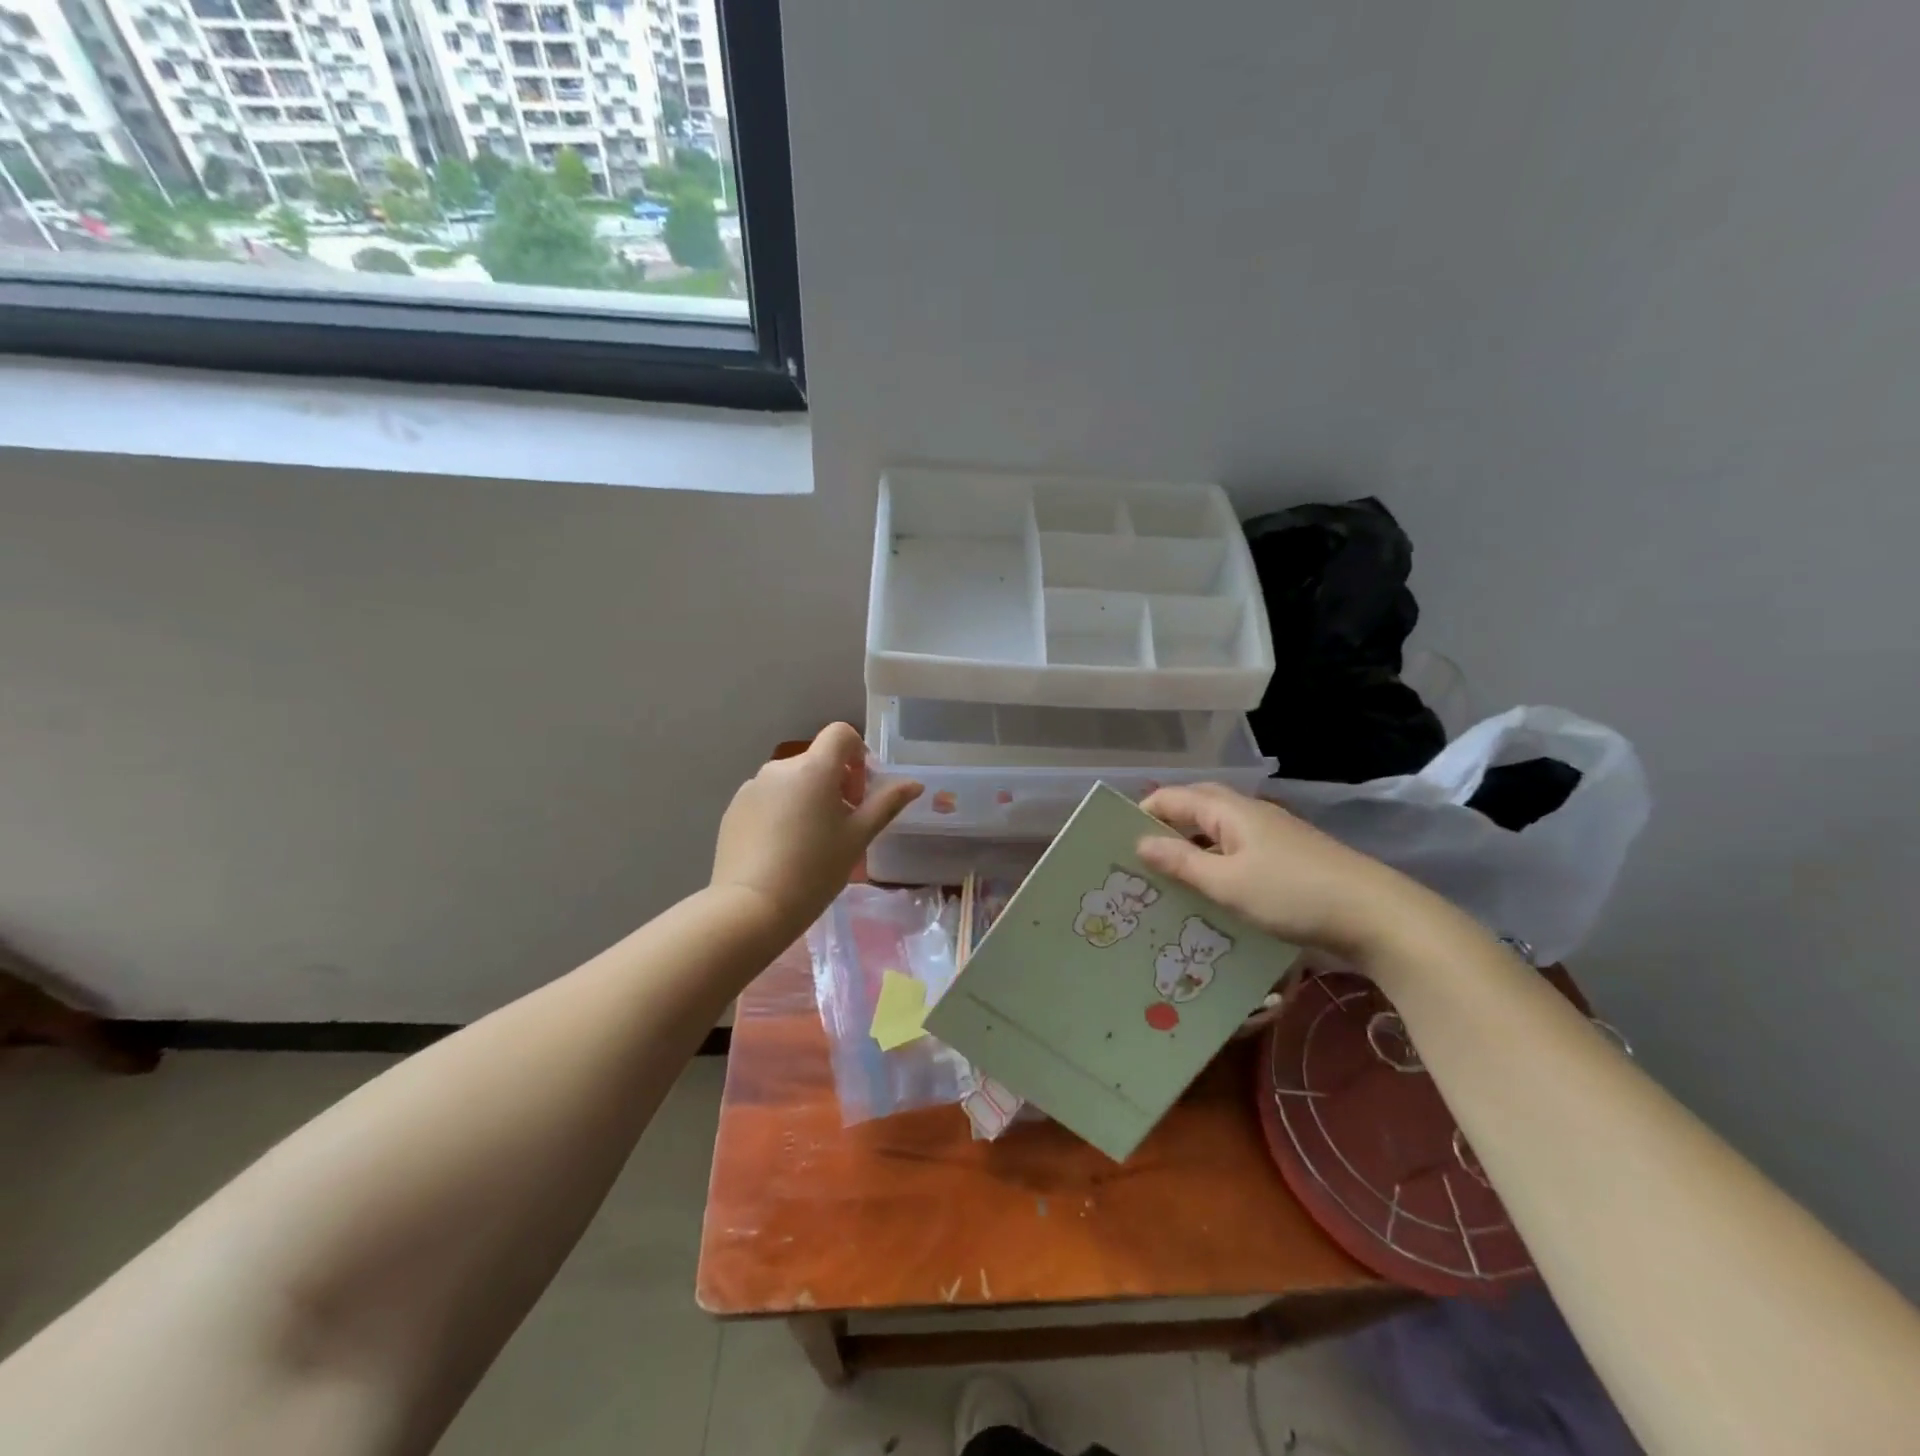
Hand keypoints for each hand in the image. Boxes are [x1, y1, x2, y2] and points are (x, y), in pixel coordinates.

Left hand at [711, 724, 921, 939]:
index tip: (860, 791)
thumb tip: (914, 783)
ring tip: (811, 842)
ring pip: (791, 782)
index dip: (857, 754)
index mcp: (814, 768)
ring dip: (808, 798)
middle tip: (843, 825)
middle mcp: (780, 767)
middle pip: (817, 761)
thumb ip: (887, 804)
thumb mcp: (858, 837)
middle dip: (835, 784)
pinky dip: (781, 813)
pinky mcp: (734, 809)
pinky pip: (767, 799)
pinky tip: (783, 851)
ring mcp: (752, 787)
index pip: (840, 733)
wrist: (751, 907)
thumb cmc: (815, 869)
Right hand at [1136, 783, 1443, 961]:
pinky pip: (1236, 852)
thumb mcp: (1228, 883)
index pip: (1172, 798)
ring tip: (1165, 880)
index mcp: (1229, 811)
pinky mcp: (1286, 859)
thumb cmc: (1293, 894)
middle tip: (1138, 860)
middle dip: (1164, 828)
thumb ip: (1182, 862)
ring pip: (1216, 833)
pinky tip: (1208, 894)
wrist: (1376, 916)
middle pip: (1195, 809)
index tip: (1115, 843)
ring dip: (1189, 849)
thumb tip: (1140, 842)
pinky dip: (1214, 865)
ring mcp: (1270, 836)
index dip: (1141, 814)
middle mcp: (1248, 814)